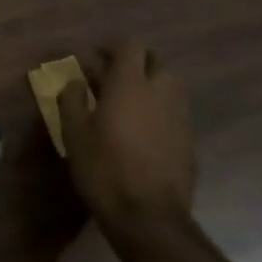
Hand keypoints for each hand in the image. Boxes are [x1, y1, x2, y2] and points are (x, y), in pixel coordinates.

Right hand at [59, 41, 197, 234]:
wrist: (149, 216)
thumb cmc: (104, 169)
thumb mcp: (74, 134)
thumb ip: (72, 100)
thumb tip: (75, 82)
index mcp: (131, 83)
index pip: (129, 45)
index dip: (112, 46)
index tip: (95, 56)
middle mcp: (161, 91)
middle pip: (153, 61)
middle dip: (133, 63)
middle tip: (110, 78)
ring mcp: (180, 115)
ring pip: (167, 85)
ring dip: (148, 85)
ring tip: (126, 104)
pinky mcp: (189, 138)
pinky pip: (173, 110)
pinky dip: (158, 109)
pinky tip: (141, 130)